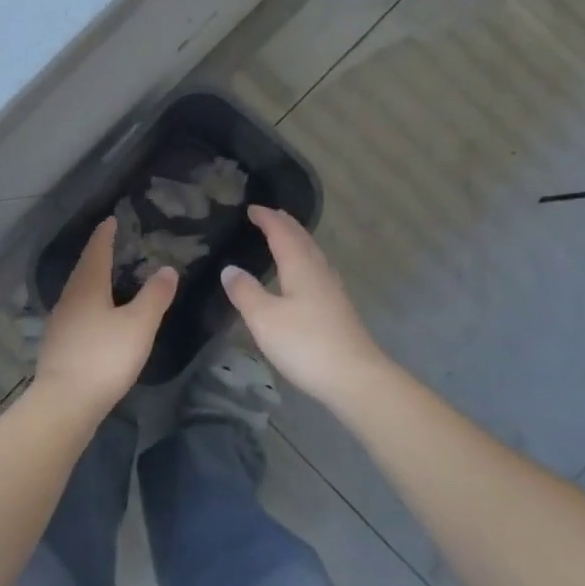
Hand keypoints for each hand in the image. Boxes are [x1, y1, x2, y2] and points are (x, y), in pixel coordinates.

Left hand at [34, 216, 177, 418]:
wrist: (64, 403)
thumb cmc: (104, 358)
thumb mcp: (138, 325)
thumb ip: (155, 296)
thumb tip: (167, 268)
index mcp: (87, 285)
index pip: (97, 250)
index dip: (105, 234)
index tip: (112, 220)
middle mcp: (69, 297)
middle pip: (84, 268)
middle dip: (98, 254)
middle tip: (113, 244)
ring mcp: (60, 321)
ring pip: (78, 290)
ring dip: (92, 278)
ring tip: (108, 276)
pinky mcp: (58, 343)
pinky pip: (76, 310)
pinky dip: (88, 301)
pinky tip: (97, 314)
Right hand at [221, 205, 389, 401]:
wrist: (355, 377)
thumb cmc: (305, 343)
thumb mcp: (264, 318)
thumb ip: (245, 291)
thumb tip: (230, 268)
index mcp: (300, 265)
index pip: (281, 232)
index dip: (266, 218)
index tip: (251, 208)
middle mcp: (319, 270)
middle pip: (301, 238)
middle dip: (284, 224)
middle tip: (268, 215)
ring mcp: (332, 289)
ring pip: (312, 253)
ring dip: (296, 240)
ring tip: (283, 237)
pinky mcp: (338, 307)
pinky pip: (317, 269)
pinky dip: (304, 259)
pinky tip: (302, 274)